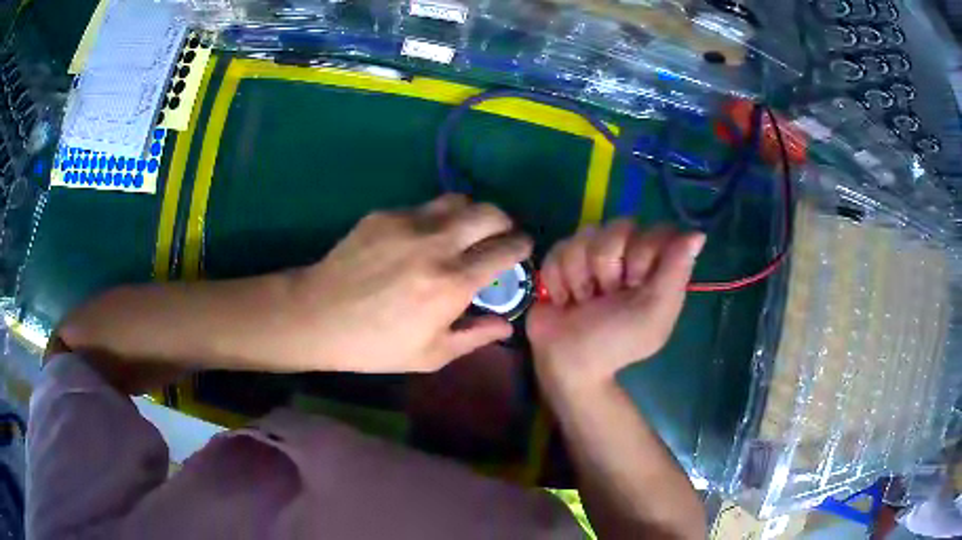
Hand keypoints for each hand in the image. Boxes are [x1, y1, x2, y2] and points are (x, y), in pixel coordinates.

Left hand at [292, 195, 531, 372]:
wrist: (318, 316)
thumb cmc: (375, 345)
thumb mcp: (430, 355)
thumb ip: (475, 337)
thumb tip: (506, 324)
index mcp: (452, 283)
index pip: (505, 250)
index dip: (521, 246)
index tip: (523, 249)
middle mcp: (437, 244)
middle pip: (489, 213)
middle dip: (504, 222)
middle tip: (499, 237)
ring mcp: (409, 224)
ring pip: (458, 200)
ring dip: (472, 213)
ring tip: (465, 232)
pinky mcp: (385, 215)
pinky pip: (424, 207)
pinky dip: (436, 219)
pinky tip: (421, 239)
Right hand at [527, 220, 703, 387]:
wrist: (567, 363)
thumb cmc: (616, 342)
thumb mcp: (653, 314)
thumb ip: (675, 272)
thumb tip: (699, 234)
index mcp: (654, 267)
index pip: (656, 231)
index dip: (642, 251)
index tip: (635, 283)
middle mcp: (626, 255)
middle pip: (618, 227)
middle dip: (607, 266)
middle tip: (606, 295)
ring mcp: (592, 255)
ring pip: (585, 235)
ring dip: (580, 276)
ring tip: (582, 302)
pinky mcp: (562, 260)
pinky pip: (558, 248)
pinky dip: (558, 279)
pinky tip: (564, 300)